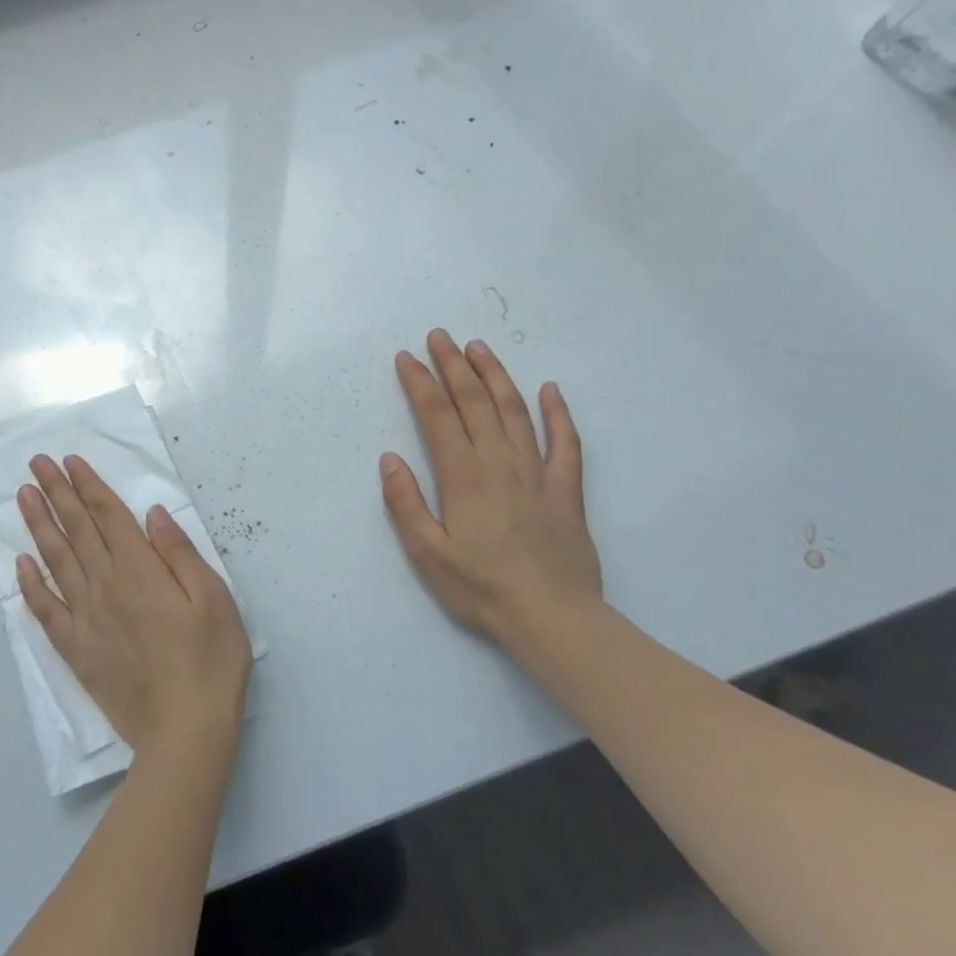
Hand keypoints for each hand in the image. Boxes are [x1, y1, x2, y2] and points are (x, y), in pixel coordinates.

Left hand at [17, 454, 252, 762]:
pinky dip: (31, 585)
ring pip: (57, 561)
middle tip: (36, 463)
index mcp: (141, 570)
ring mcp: (87, 619)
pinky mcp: (77, 651)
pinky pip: (46, 611)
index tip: (69, 461)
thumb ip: (179, 552)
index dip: (88, 485)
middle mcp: (107, 586)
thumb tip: (152, 513)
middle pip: (78, 530)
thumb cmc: (210, 660)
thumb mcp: (214, 598)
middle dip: (57, 493)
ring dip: (39, 525)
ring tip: (23, 496)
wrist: (185, 731)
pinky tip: (21, 564)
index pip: (108, 516)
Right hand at [380, 329, 602, 654]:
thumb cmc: (481, 588)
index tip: (406, 357)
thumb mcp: (427, 552)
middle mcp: (499, 461)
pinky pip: (566, 442)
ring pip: (515, 410)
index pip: (437, 415)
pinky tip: (551, 390)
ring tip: (479, 348)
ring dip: (495, 376)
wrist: (553, 618)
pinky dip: (558, 413)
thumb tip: (389, 458)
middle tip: (439, 336)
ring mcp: (537, 472)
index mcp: (463, 474)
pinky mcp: (566, 489)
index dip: (420, 382)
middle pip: (474, 401)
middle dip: (453, 365)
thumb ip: (405, 502)